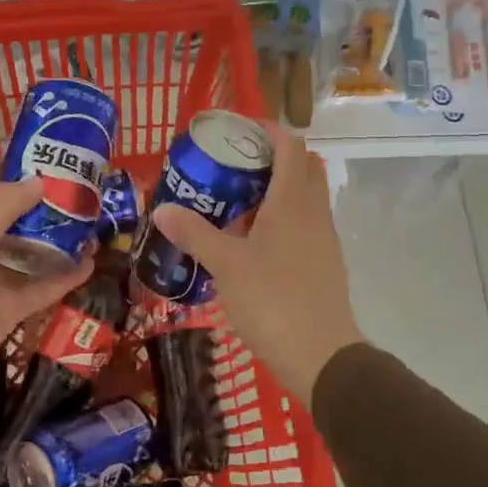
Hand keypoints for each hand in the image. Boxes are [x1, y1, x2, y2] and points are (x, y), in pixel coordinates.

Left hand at [0, 180, 91, 424]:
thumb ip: (3, 209)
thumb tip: (38, 180)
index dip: (3, 185)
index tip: (40, 180)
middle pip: (7, 225)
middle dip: (37, 213)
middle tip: (75, 201)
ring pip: (26, 257)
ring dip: (54, 244)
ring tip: (90, 229)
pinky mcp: (5, 313)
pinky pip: (38, 290)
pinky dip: (62, 279)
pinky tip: (89, 266)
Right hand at [150, 125, 363, 405]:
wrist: (321, 357)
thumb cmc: (273, 301)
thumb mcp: (227, 266)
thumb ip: (196, 234)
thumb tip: (162, 209)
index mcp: (293, 202)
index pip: (291, 146)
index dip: (268, 130)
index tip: (238, 129)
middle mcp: (314, 212)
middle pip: (303, 167)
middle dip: (272, 158)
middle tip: (235, 165)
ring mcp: (324, 239)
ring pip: (304, 197)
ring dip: (277, 190)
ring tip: (237, 203)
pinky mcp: (324, 263)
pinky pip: (305, 224)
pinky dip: (283, 219)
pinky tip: (254, 242)